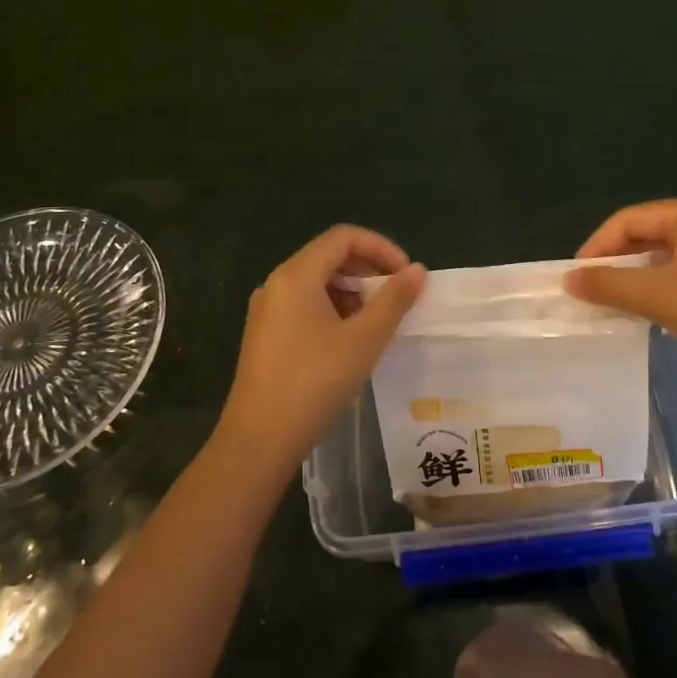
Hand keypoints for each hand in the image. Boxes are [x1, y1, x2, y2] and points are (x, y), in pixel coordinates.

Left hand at [215, 225, 425, 476]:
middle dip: (368, 270)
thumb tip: (417, 270)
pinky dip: (333, 310)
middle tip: (397, 298)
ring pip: (317, 283)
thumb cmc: (315, 383)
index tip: (406, 275)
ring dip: (352, 292)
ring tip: (378, 321)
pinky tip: (351, 340)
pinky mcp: (266, 334)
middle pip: (329, 256)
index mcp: (296, 275)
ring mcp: (267, 310)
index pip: (343, 237)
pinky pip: (305, 305)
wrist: (259, 440)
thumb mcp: (364, 339)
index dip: (381, 247)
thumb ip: (393, 300)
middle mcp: (277, 283)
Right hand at [565, 197, 676, 390]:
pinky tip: (644, 315)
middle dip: (613, 263)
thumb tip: (568, 279)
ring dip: (633, 281)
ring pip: (660, 260)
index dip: (596, 246)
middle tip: (588, 293)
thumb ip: (609, 284)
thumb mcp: (658, 294)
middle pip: (643, 236)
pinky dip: (656, 293)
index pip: (627, 219)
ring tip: (609, 305)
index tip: (575, 278)